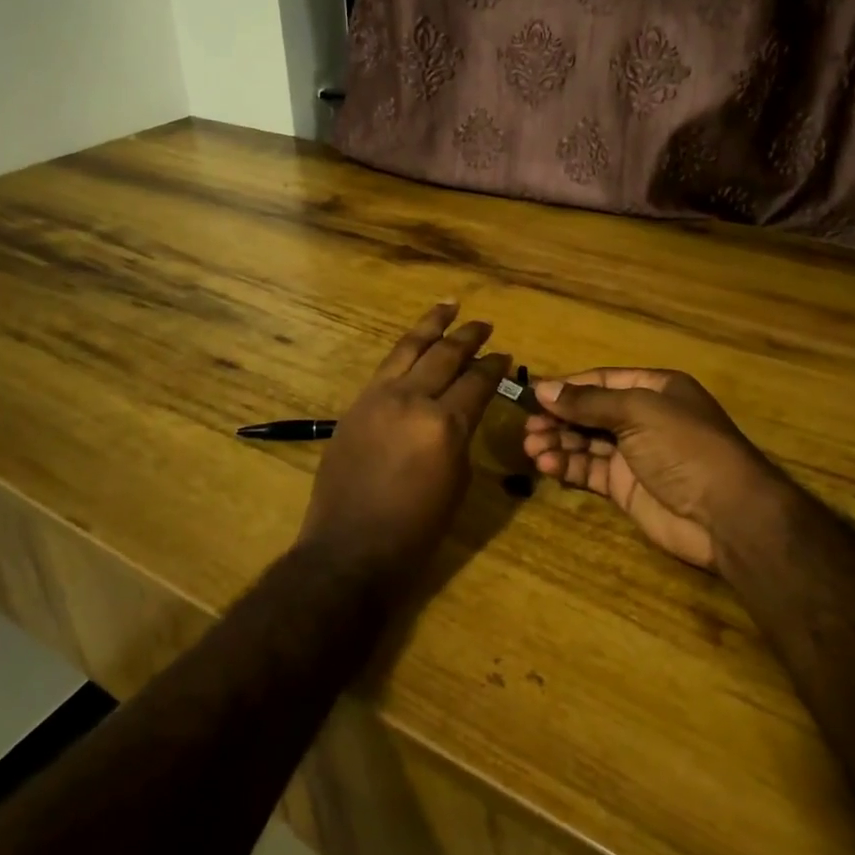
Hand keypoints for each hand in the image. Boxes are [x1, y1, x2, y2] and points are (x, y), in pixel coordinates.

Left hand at [299, 303, 510, 583]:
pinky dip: (405, 348)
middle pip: (445, 355)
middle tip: (485, 325)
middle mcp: (412, 400)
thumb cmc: (415, 530)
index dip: (494, 366)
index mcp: (444, 425)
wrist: (350, 548)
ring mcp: (379, 397)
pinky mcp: (357, 404)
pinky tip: (415, 342)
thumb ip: (461, 437)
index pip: (477, 381)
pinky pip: (386, 366)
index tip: (505, 355)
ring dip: (432, 324)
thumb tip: (462, 413)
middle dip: (469, 336)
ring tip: (449, 305)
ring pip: (410, 348)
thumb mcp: (457, 483)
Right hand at [522, 368, 794, 571]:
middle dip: (559, 418)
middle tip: (528, 428)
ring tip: (531, 448)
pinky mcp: (626, 488)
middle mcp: (644, 418)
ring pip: (586, 442)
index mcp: (654, 389)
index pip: (601, 381)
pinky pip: (590, 470)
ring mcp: (635, 454)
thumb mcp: (638, 411)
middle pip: (590, 412)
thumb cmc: (685, 446)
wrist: (727, 514)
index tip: (533, 394)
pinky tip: (546, 466)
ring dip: (558, 443)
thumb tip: (543, 389)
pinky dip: (568, 466)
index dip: (567, 387)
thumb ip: (588, 402)